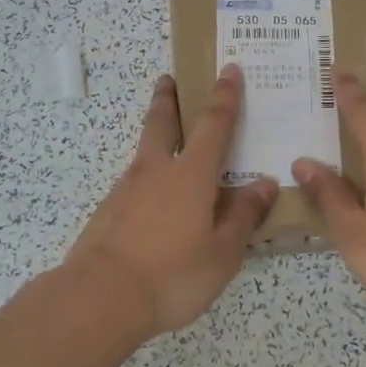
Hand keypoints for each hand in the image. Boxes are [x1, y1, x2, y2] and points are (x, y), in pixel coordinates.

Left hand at [64, 66, 277, 336]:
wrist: (100, 297)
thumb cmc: (173, 275)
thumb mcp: (223, 253)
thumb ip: (244, 216)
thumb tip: (265, 184)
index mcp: (191, 175)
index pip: (214, 125)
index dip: (225, 96)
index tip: (228, 69)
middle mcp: (157, 171)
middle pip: (161, 122)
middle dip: (168, 98)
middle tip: (168, 79)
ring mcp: (126, 189)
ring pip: (144, 151)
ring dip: (154, 135)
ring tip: (166, 140)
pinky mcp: (107, 211)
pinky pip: (133, 182)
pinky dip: (146, 177)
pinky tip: (152, 199)